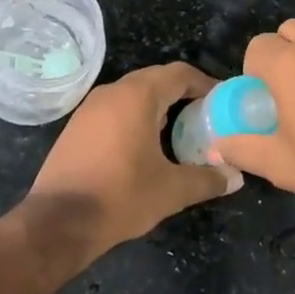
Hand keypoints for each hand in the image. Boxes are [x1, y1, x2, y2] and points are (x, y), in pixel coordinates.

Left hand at [26, 62, 238, 260]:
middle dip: (182, 94)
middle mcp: (113, 91)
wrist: (58, 220)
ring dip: (158, 106)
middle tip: (205, 117)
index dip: (205, 83)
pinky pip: (115, 109)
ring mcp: (90, 106)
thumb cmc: (120, 196)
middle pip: (156, 79)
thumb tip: (236, 177)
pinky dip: (135, 117)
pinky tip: (145, 146)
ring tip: (180, 132)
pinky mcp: (77, 125)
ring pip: (133, 94)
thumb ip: (207, 179)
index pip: (179, 73)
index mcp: (137, 96)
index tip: (222, 102)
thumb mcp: (171, 190)